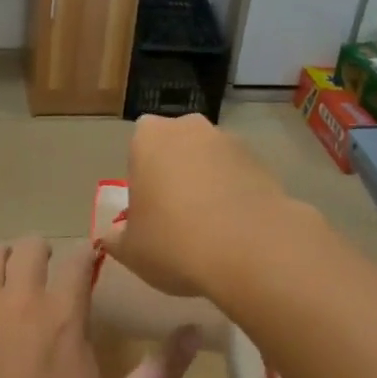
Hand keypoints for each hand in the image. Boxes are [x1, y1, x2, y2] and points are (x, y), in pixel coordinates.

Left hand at [0, 237, 198, 377]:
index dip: (84, 255)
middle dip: (40, 250)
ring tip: (5, 266)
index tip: (87, 261)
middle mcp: (20, 297)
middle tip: (44, 268)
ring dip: (0, 254)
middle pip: (30, 247)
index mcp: (64, 315)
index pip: (77, 260)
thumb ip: (159, 374)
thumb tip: (197, 331)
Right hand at [103, 113, 295, 300]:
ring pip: (210, 160)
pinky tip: (236, 230)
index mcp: (149, 137)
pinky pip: (238, 176)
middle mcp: (190, 128)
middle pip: (176, 147)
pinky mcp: (262, 162)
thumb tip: (114, 234)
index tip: (147, 209)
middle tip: (175, 217)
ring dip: (208, 183)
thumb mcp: (130, 250)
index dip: (142, 178)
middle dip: (175, 173)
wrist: (251, 249)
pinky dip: (235, 195)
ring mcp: (230, 141)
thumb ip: (116, 236)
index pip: (138, 146)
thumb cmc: (174, 241)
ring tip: (211, 229)